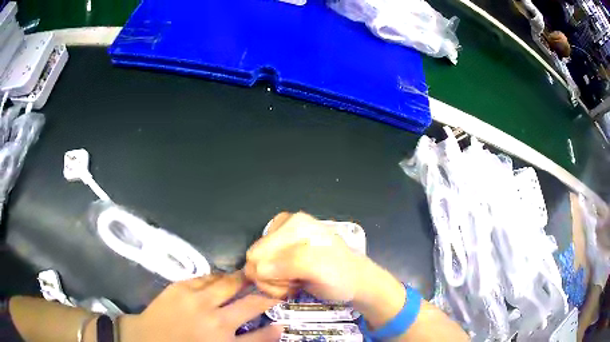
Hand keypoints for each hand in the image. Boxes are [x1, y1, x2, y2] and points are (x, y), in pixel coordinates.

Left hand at [119, 272, 281, 341]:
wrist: (146, 340)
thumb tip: (273, 329)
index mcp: (223, 340)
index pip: (260, 334)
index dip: (274, 326)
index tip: (282, 317)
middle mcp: (214, 319)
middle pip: (249, 303)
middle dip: (264, 295)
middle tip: (271, 288)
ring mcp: (195, 300)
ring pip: (228, 283)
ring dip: (241, 281)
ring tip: (248, 278)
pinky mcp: (179, 287)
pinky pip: (205, 277)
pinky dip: (217, 278)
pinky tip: (220, 279)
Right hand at [245, 212, 365, 300]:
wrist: (353, 281)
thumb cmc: (340, 275)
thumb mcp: (320, 268)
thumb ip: (289, 264)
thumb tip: (256, 269)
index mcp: (293, 224)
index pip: (258, 254)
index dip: (270, 276)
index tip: (292, 283)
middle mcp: (282, 227)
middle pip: (254, 260)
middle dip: (271, 279)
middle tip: (293, 283)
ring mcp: (280, 240)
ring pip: (256, 267)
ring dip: (274, 282)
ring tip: (296, 282)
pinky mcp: (279, 253)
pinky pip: (262, 270)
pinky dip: (275, 281)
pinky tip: (293, 280)